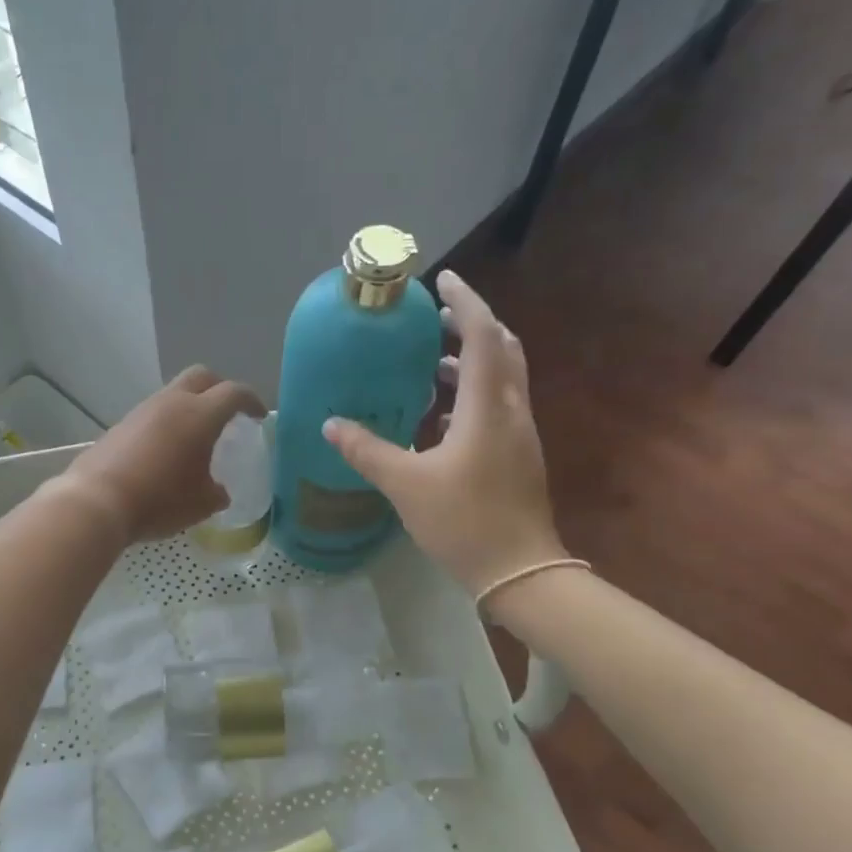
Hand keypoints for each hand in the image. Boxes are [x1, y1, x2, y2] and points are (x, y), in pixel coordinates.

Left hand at [61, 366, 265, 544]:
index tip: (258, 416)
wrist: (98, 502)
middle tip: (228, 413)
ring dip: (189, 406)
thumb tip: (218, 491)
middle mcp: (172, 403)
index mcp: (200, 415)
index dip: (251, 401)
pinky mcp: (121, 425)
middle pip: (202, 376)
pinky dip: (166, 424)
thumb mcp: (201, 504)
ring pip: (173, 394)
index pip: (234, 393)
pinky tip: (165, 452)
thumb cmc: (160, 500)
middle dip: (219, 388)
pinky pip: (152, 414)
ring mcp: (142, 411)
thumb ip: (217, 492)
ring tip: (195, 437)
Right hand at [322, 271, 564, 595]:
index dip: (464, 302)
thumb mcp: (405, 484)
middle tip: (436, 319)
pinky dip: (472, 393)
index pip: (482, 335)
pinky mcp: (518, 455)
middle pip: (501, 348)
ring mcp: (519, 434)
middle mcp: (509, 410)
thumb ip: (367, 450)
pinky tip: (440, 415)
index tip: (441, 281)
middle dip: (472, 326)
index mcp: (486, 407)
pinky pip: (497, 405)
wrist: (519, 570)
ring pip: (502, 378)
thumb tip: (331, 424)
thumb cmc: (463, 521)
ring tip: (430, 362)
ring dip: (471, 361)